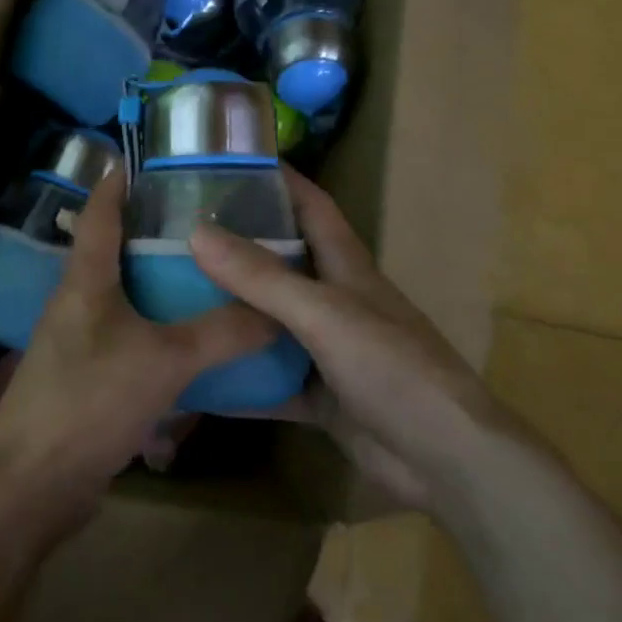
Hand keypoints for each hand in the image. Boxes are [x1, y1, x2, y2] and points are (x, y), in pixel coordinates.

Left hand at [0, 169, 275, 543]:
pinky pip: (132, 345)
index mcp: (85, 281)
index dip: (120, 180)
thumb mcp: (163, 361)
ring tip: (213, 278)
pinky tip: (198, 348)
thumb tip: (277, 309)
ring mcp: (80, 345)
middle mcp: (78, 304)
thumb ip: (220, 333)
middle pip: (116, 253)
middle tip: (210, 221)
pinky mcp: (90, 382)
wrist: (31, 485)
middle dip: (157, 234)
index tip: (152, 157)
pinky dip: (162, 338)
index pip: (100, 212)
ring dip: (163, 289)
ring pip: (128, 302)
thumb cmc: (88, 402)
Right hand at [190, 168, 496, 507]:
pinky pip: (271, 382)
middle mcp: (336, 303)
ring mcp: (329, 352)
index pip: (312, 207)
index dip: (280, 180)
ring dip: (233, 316)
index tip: (232, 161)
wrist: (445, 460)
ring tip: (175, 300)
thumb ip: (262, 278)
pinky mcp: (322, 398)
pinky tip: (198, 380)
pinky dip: (240, 382)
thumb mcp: (324, 315)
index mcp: (347, 268)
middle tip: (178, 236)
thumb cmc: (393, 369)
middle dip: (238, 248)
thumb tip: (197, 231)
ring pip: (272, 325)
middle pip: (283, 264)